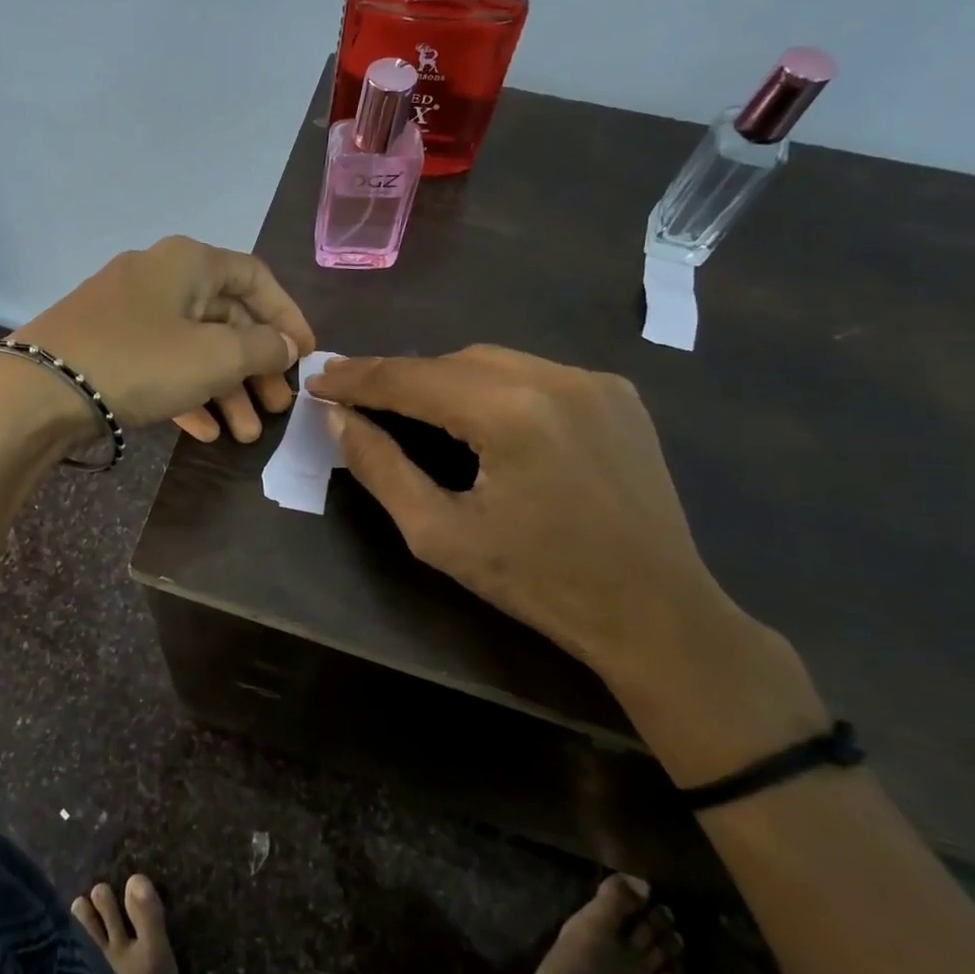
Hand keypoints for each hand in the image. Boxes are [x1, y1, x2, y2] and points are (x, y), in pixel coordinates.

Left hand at [12, 236, 313, 434]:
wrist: (35, 392)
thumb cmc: (138, 361)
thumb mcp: (214, 356)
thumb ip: (262, 347)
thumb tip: (286, 344)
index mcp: (188, 262)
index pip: (255, 278)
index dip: (287, 315)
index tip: (305, 354)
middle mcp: (159, 278)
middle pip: (225, 318)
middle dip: (256, 366)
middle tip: (278, 407)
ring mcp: (128, 314)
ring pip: (193, 348)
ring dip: (225, 390)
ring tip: (247, 434)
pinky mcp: (106, 348)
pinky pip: (160, 366)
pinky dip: (187, 394)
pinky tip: (204, 432)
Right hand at [307, 346, 826, 781]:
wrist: (656, 613)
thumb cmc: (539, 582)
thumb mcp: (439, 535)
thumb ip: (380, 468)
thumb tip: (338, 419)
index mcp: (509, 413)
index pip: (411, 378)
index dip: (357, 377)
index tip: (318, 379)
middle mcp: (554, 377)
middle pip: (449, 361)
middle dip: (397, 376)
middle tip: (353, 396)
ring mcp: (593, 380)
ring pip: (491, 360)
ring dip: (441, 378)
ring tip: (406, 406)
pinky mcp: (617, 393)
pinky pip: (532, 373)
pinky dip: (489, 385)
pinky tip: (476, 415)